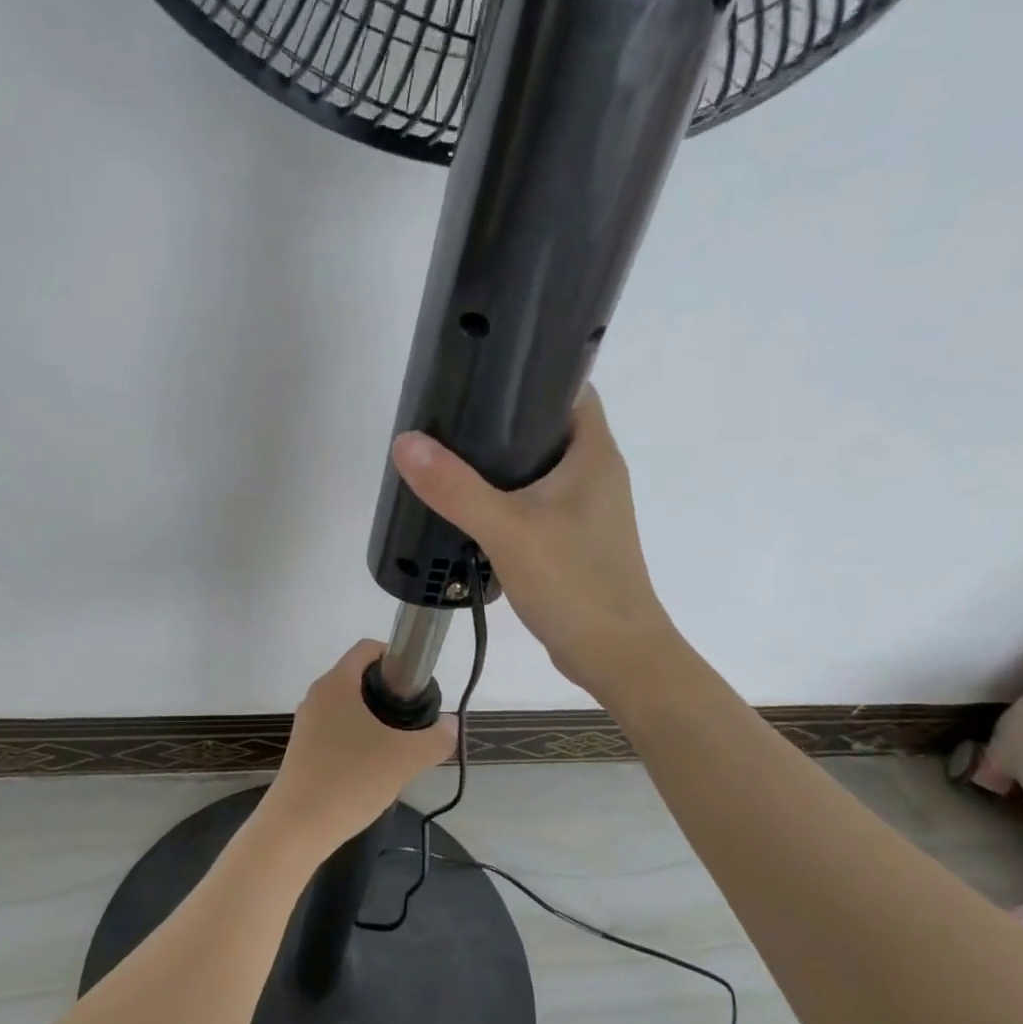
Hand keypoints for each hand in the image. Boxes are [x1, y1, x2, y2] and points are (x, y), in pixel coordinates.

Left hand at [262, 640, 458, 854]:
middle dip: (389, 693)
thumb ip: (437, 738)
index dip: (395, 657)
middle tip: (413, 720)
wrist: (297, 827)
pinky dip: (358, 738)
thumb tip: (451, 725)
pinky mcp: (303, 749)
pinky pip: (337, 730)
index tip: (416, 684)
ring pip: (349, 707)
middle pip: (359, 677)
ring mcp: (307, 723)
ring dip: (375, 719)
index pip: (368, 648)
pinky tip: (373, 768)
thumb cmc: (351, 779)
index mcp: (337, 683)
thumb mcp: (406, 758)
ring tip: (397, 748)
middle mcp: (317, 695)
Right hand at [391, 386, 676, 698]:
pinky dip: (507, 499)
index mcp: (593, 453)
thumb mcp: (508, 530)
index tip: (482, 368)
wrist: (616, 655)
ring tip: (450, 456)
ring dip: (501, 464)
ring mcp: (587, 509)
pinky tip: (472, 508)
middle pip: (547, 426)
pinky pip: (535, 503)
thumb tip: (406, 443)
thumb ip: (456, 487)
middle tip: (450, 415)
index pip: (569, 386)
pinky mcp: (574, 539)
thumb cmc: (574, 583)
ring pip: (539, 469)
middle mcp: (596, 473)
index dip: (531, 369)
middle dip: (502, 418)